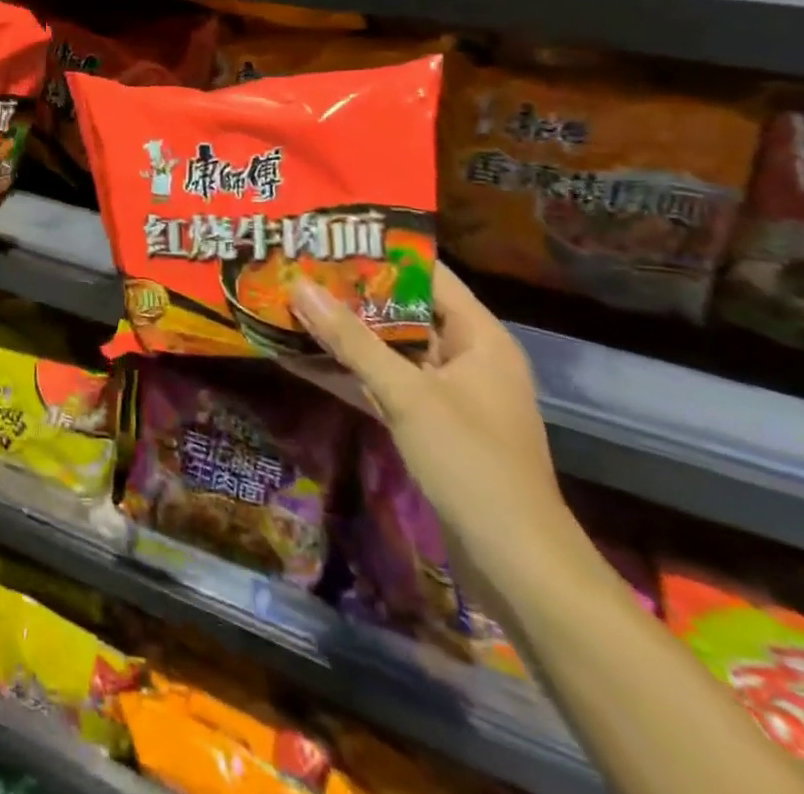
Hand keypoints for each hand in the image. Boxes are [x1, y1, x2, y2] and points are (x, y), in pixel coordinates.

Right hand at [289, 263, 568, 570]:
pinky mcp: (426, 426)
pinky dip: (346, 374)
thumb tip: (299, 286)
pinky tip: (297, 360)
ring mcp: (445, 394)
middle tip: (296, 268)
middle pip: (401, 310)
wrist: (516, 566)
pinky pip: (380, 385)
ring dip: (341, 335)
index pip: (428, 275)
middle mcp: (465, 357)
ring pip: (386, 349)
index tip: (328, 237)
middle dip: (349, 294)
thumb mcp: (407, 394)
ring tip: (288, 305)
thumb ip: (351, 340)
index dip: (380, 253)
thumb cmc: (472, 463)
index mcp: (479, 338)